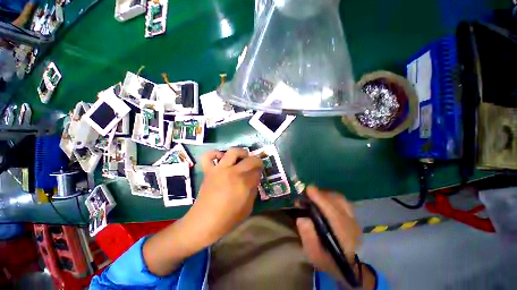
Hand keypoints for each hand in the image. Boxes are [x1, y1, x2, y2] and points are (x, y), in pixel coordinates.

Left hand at [185, 148, 262, 245]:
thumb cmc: (229, 217)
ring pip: (233, 151)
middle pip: (250, 159)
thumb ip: (253, 190)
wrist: (205, 222)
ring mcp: (220, 170)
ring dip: (241, 153)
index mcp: (244, 183)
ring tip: (242, 158)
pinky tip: (221, 158)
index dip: (260, 171)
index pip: (257, 171)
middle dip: (256, 161)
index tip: (258, 173)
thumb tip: (254, 178)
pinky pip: (209, 156)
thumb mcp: (248, 207)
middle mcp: (233, 173)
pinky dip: (215, 154)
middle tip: (255, 166)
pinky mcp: (209, 171)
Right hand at [296, 186, 361, 283]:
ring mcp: (354, 220)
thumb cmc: (328, 260)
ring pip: (341, 200)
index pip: (333, 214)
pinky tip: (323, 198)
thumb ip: (308, 237)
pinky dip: (331, 196)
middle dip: (321, 195)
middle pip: (338, 202)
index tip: (309, 190)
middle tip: (307, 193)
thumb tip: (302, 218)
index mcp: (342, 237)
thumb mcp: (314, 254)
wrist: (348, 266)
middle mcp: (351, 225)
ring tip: (314, 195)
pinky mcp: (354, 216)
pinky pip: (342, 201)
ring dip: (326, 194)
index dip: (321, 200)